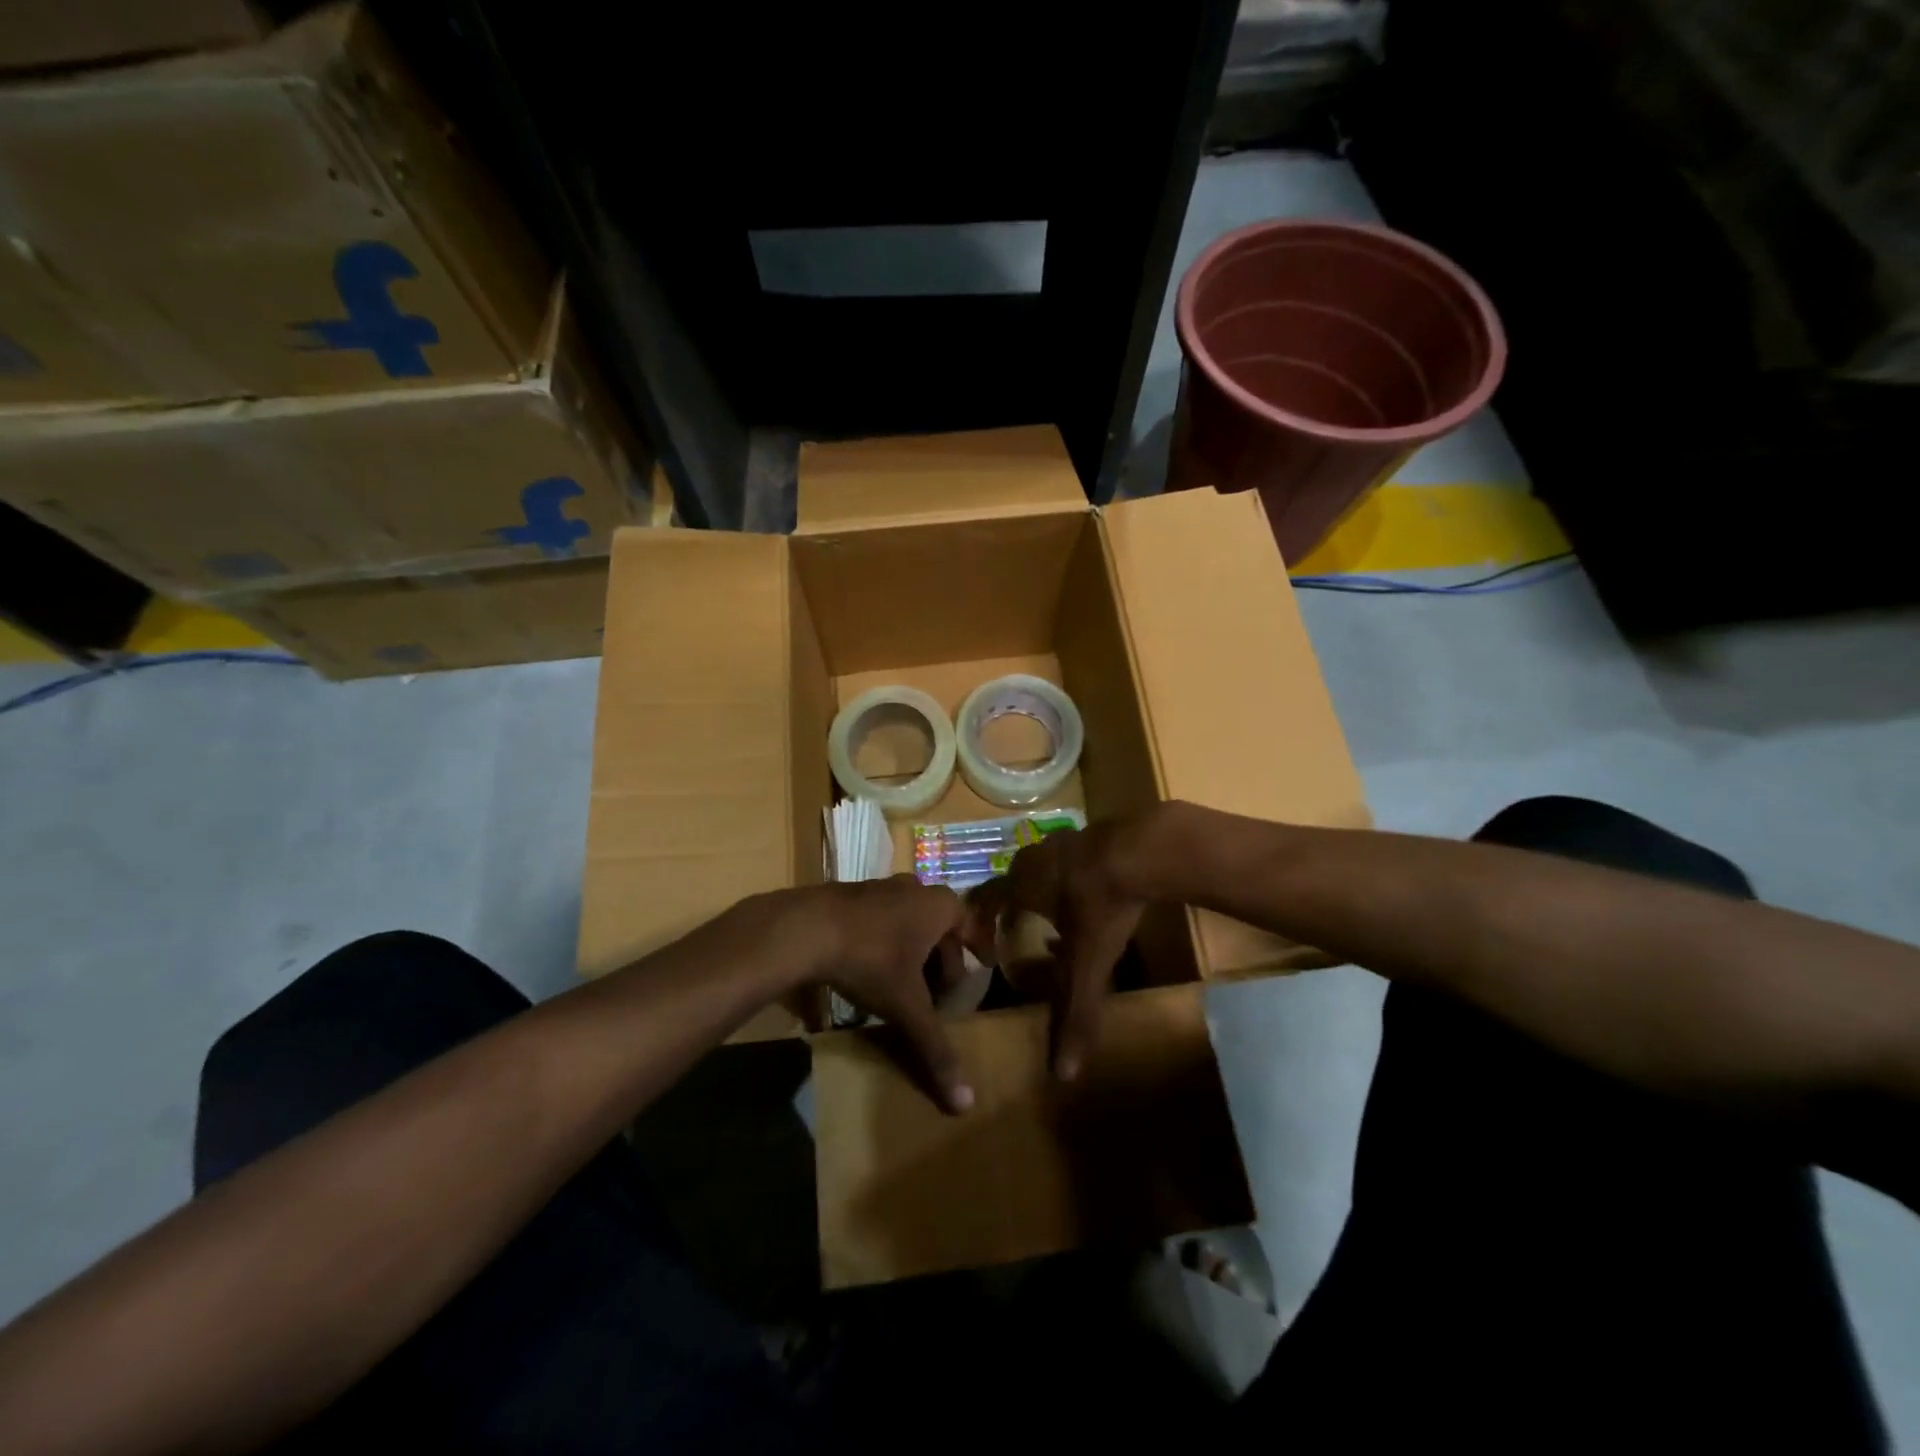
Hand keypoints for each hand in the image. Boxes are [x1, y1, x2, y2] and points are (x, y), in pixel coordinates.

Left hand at [778, 875, 992, 1113]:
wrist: (805, 928)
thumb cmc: (871, 959)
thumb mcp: (906, 1006)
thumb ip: (935, 1048)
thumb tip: (965, 1102)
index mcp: (938, 906)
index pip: (970, 925)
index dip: (977, 947)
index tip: (983, 965)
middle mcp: (914, 889)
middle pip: (938, 926)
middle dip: (942, 957)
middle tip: (940, 991)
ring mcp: (879, 888)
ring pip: (908, 920)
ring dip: (912, 949)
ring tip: (906, 984)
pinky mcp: (849, 895)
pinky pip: (880, 920)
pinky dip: (885, 942)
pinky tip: (870, 969)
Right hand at [969, 809, 1160, 1080]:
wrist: (1146, 847)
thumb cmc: (1102, 905)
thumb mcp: (1088, 963)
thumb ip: (1074, 1013)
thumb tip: (1062, 1073)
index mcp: (1021, 885)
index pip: (983, 902)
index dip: (978, 924)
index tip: (983, 948)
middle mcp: (1033, 859)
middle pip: (1011, 884)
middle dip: (1011, 911)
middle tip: (1017, 936)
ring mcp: (1063, 841)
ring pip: (1041, 871)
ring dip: (1042, 895)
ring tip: (1055, 923)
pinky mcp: (1092, 834)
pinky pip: (1069, 861)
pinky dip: (1070, 881)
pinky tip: (1092, 898)